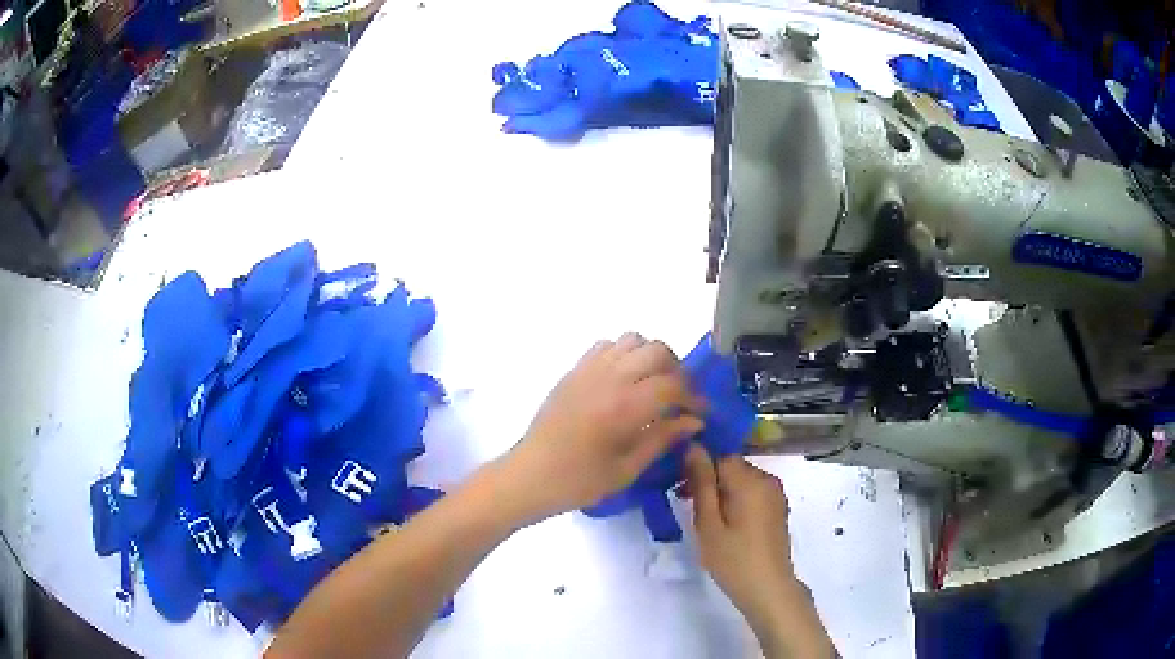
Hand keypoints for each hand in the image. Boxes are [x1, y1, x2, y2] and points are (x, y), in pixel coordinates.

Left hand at [502, 333, 705, 520]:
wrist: (531, 475)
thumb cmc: (580, 480)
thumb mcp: (628, 468)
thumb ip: (663, 438)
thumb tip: (694, 421)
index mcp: (625, 406)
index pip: (674, 384)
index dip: (694, 397)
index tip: (700, 413)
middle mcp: (610, 377)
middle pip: (658, 351)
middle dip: (677, 371)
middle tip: (679, 397)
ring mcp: (589, 369)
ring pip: (634, 340)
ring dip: (652, 357)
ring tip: (653, 384)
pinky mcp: (574, 370)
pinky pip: (607, 345)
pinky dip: (624, 354)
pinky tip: (624, 380)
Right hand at [684, 445, 833, 656]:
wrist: (768, 588)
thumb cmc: (733, 559)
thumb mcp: (708, 523)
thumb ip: (701, 483)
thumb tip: (693, 446)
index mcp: (750, 480)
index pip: (720, 455)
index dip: (698, 468)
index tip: (680, 489)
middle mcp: (767, 479)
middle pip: (732, 466)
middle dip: (709, 479)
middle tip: (687, 505)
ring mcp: (776, 494)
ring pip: (742, 479)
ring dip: (722, 490)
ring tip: (706, 518)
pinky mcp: (778, 508)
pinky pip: (753, 492)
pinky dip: (737, 499)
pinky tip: (727, 524)